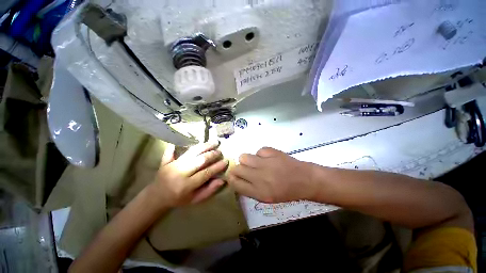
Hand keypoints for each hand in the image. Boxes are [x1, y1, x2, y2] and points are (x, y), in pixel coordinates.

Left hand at [154, 141, 228, 206]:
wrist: (157, 197)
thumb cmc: (179, 200)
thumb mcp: (195, 200)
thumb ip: (209, 191)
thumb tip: (222, 180)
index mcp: (187, 185)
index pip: (206, 173)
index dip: (217, 167)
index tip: (226, 161)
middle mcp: (180, 173)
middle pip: (199, 160)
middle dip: (212, 154)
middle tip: (220, 152)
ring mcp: (172, 165)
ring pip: (191, 152)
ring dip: (204, 146)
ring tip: (214, 142)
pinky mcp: (166, 161)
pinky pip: (173, 150)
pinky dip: (181, 143)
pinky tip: (190, 137)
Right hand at [228, 147, 315, 202]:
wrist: (305, 179)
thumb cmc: (287, 191)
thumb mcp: (267, 197)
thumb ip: (250, 189)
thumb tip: (237, 179)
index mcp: (259, 192)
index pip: (235, 184)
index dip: (232, 179)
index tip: (233, 176)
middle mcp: (259, 177)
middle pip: (236, 169)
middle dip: (237, 169)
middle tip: (244, 169)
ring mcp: (265, 163)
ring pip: (244, 157)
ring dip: (247, 160)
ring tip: (255, 163)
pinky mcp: (272, 152)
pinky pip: (258, 151)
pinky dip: (260, 155)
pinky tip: (268, 158)